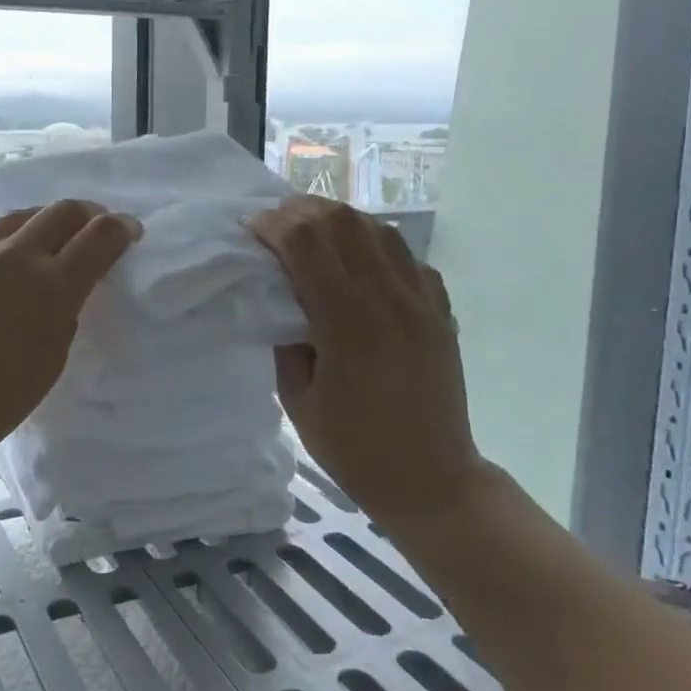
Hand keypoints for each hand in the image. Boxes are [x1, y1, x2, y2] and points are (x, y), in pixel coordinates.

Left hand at [0, 200, 141, 475]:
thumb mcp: (52, 357)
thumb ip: (67, 309)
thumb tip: (70, 282)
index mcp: (50, 287)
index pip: (99, 236)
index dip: (121, 228)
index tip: (130, 231)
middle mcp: (13, 257)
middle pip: (61, 211)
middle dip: (88, 214)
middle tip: (95, 228)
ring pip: (19, 217)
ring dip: (44, 222)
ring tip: (50, 240)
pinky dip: (6, 247)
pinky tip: (2, 270)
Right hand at [247, 196, 481, 518]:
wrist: (431, 479)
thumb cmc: (353, 448)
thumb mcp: (297, 398)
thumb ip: (285, 337)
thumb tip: (278, 296)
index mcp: (347, 323)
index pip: (306, 243)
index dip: (272, 226)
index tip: (250, 229)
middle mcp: (388, 299)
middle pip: (343, 221)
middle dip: (302, 211)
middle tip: (277, 224)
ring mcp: (422, 301)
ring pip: (379, 229)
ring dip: (339, 221)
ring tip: (313, 234)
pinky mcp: (440, 310)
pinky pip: (406, 256)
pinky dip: (375, 245)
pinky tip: (359, 263)